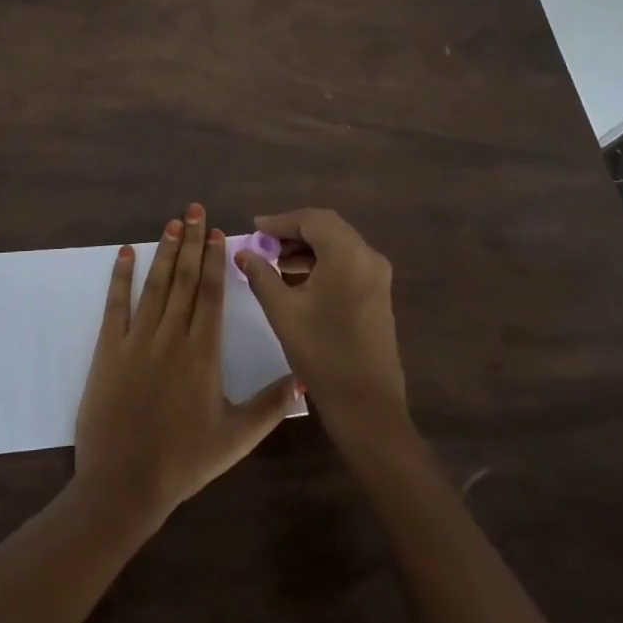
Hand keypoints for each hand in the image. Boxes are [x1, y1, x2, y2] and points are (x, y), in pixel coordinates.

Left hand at [74, 204, 299, 526]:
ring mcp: (137, 339)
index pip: (212, 294)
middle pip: (186, 279)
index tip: (219, 232)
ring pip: (155, 285)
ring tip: (173, 222)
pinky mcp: (108, 349)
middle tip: (196, 209)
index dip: (216, 260)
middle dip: (193, 242)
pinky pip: (116, 304)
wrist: (124, 483)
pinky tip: (125, 252)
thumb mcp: (236, 438)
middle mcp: (172, 336)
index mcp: (203, 353)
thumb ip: (270, 406)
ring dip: (165, 251)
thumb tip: (304, 380)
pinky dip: (120, 276)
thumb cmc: (183, 461)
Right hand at [238, 208, 406, 437]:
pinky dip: (322, 262)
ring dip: (307, 248)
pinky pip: (347, 263)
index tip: (254, 228)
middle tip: (263, 243)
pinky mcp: (378, 293)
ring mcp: (377, 275)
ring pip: (338, 245)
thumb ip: (261, 274)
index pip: (310, 219)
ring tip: (275, 262)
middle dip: (293, 232)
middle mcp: (368, 256)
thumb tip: (244, 252)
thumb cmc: (321, 351)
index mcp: (346, 253)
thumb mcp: (282, 310)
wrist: (366, 403)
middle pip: (327, 227)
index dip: (279, 221)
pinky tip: (298, 280)